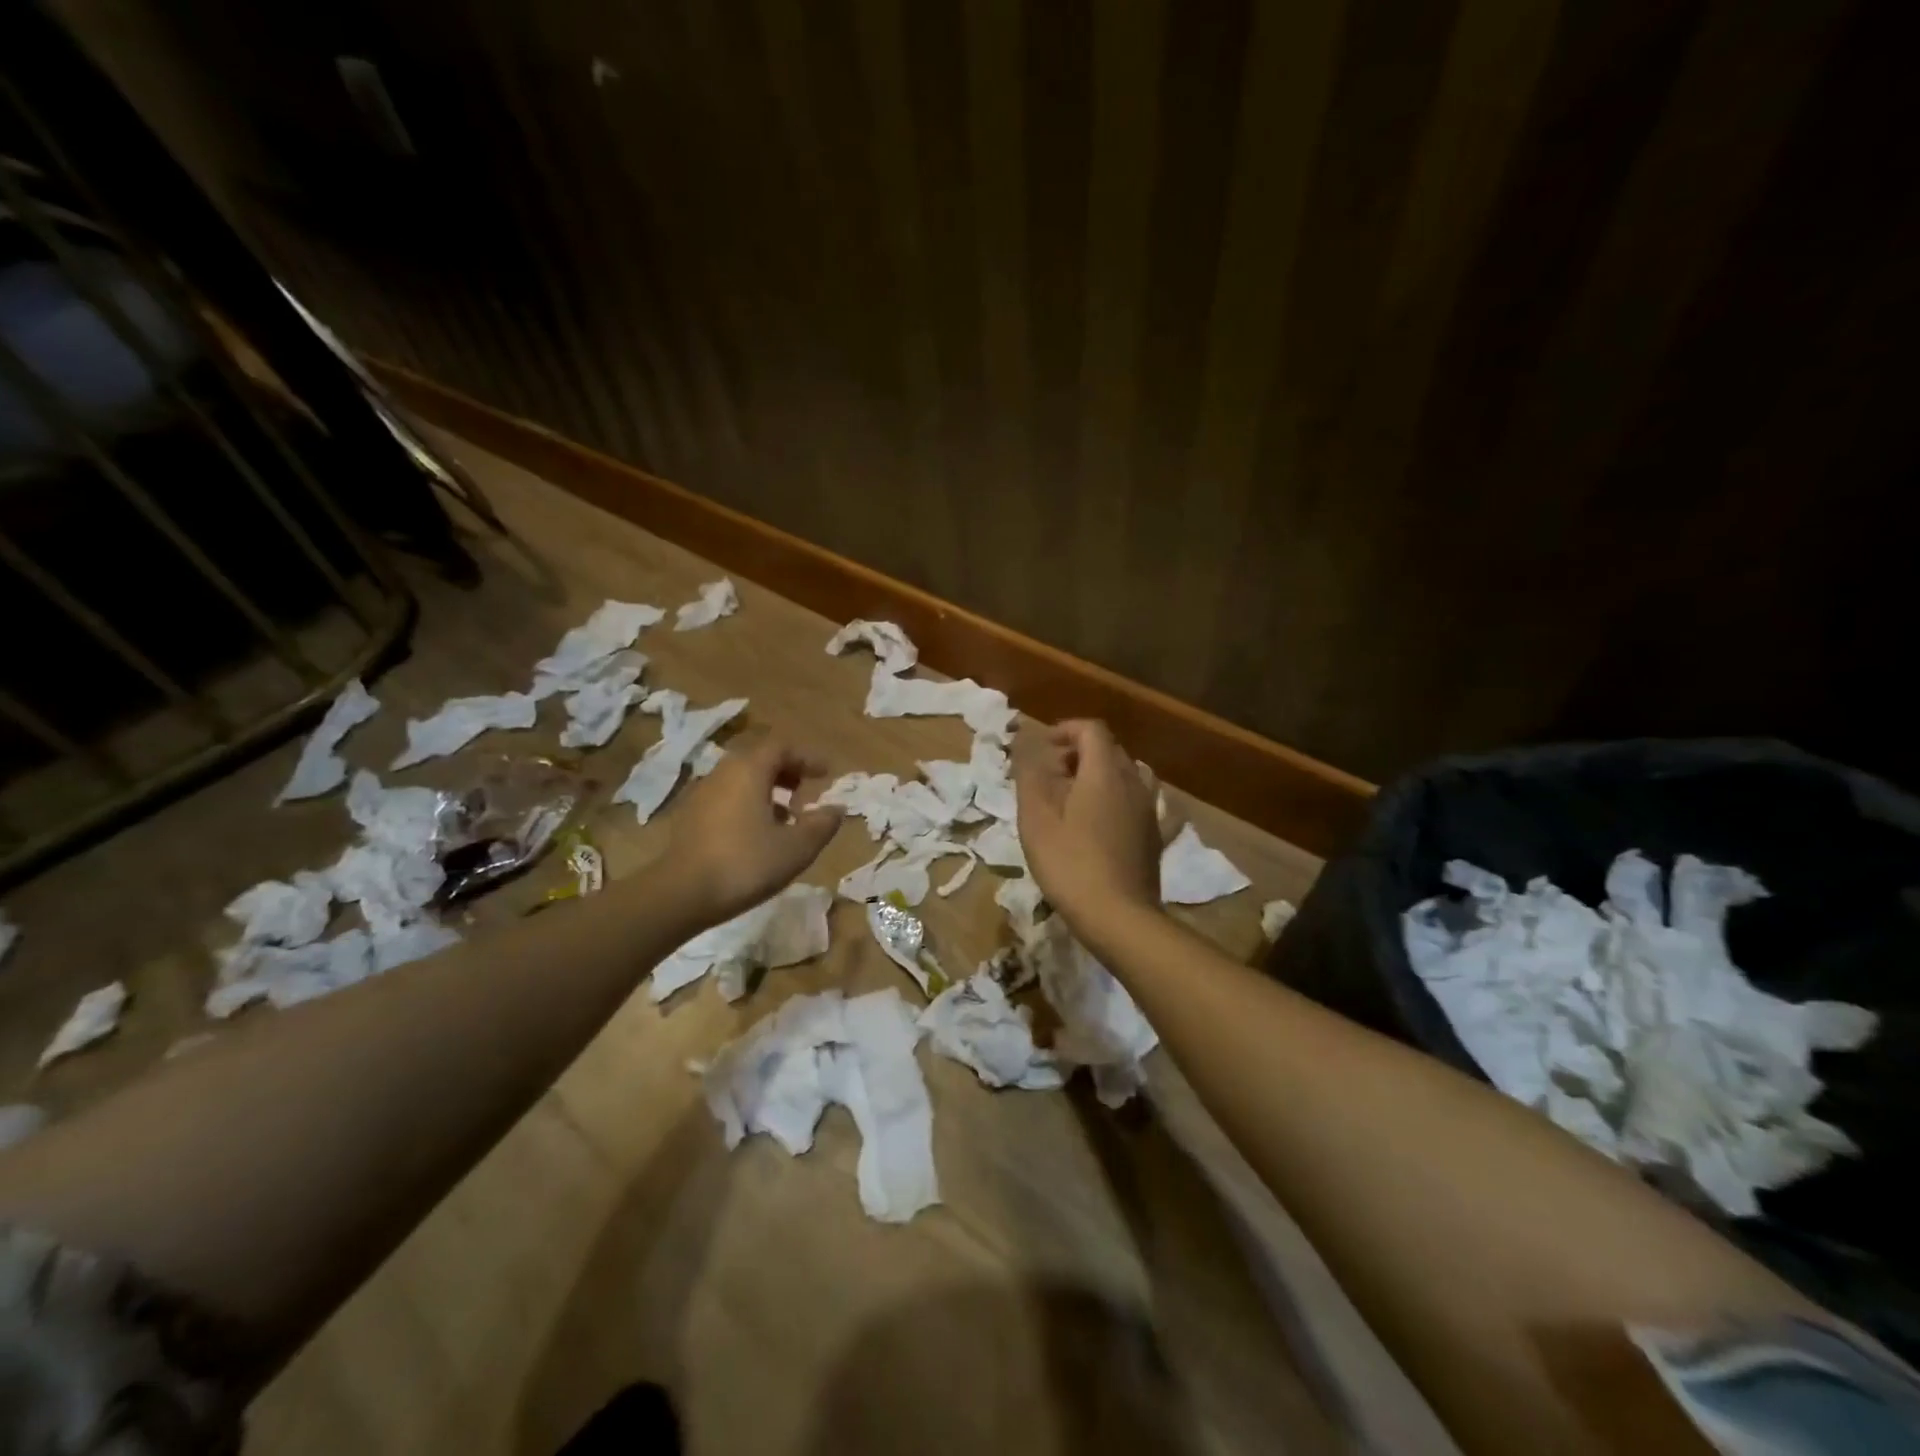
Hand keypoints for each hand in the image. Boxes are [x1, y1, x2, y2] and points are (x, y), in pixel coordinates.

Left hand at [664, 735, 843, 924]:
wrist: (681, 895)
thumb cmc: (745, 864)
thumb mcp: (797, 848)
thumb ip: (822, 825)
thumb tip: (836, 809)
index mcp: (749, 770)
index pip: (782, 747)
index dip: (807, 758)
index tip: (826, 774)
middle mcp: (723, 773)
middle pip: (759, 759)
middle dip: (788, 772)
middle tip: (806, 794)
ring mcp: (702, 794)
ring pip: (742, 779)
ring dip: (768, 790)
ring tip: (786, 818)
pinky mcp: (690, 817)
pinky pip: (727, 798)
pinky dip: (748, 804)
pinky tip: (757, 835)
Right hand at [1013, 719, 1161, 928]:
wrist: (1118, 917)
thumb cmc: (1069, 864)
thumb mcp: (1036, 819)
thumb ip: (1030, 776)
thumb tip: (1028, 747)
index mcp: (1104, 772)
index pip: (1091, 730)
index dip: (1066, 730)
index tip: (1043, 748)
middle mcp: (1133, 782)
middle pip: (1110, 750)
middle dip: (1080, 753)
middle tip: (1051, 775)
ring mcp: (1150, 810)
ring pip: (1129, 774)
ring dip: (1103, 775)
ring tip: (1079, 797)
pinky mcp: (1156, 835)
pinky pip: (1143, 803)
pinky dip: (1125, 799)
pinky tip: (1115, 816)